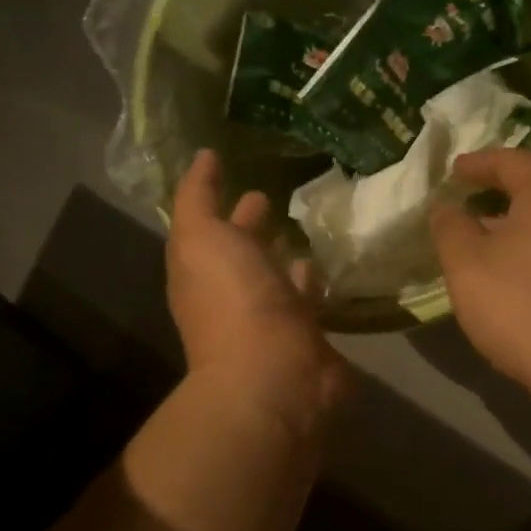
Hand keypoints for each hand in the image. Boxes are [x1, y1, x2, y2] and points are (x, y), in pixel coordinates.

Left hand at [167, 151, 349, 438]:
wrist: (275, 373)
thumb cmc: (233, 300)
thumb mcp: (200, 237)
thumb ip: (198, 196)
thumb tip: (203, 156)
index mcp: (204, 272)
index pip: (211, 229)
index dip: (221, 202)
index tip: (243, 175)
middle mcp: (234, 294)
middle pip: (245, 253)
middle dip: (256, 227)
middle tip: (280, 196)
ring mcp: (273, 318)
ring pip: (280, 277)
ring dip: (289, 256)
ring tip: (311, 228)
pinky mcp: (309, 336)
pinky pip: (312, 300)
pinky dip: (317, 283)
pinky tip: (333, 265)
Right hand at [429, 149, 530, 407]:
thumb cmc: (523, 302)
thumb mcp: (467, 264)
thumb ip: (451, 228)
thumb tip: (445, 205)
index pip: (512, 161)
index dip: (479, 163)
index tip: (454, 171)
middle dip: (514, 180)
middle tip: (484, 189)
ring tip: (499, 231)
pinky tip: (528, 267)